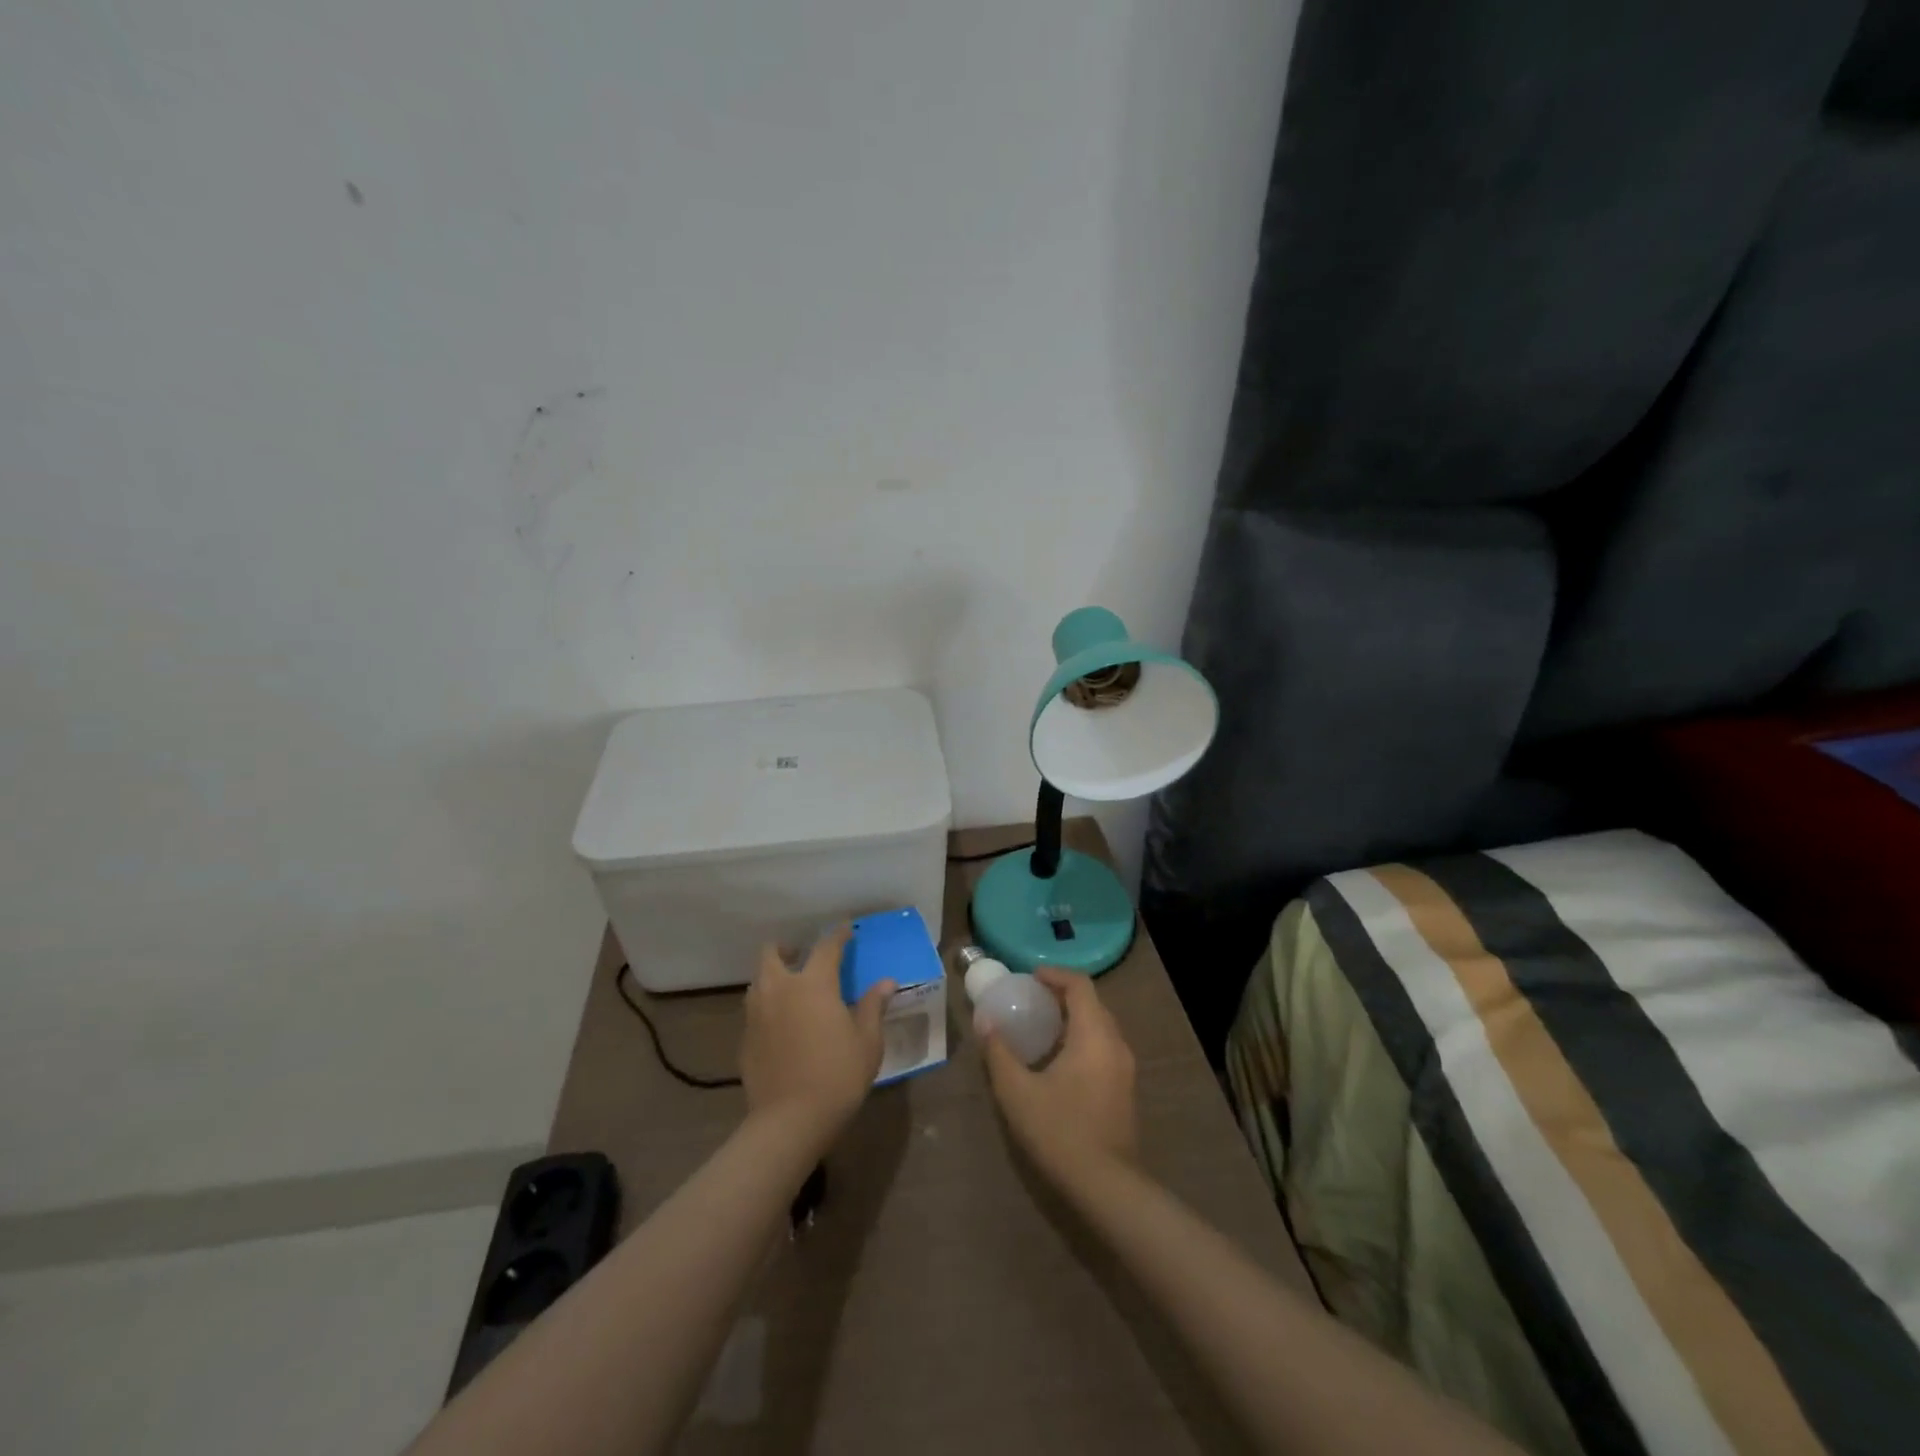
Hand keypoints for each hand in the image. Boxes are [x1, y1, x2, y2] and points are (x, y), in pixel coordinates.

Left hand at [739, 925, 894, 1146]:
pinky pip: (754, 1009)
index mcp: (813, 984)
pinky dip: (767, 1006)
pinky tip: (781, 1025)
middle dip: (786, 948)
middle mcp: (780, 989)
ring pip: (759, 980)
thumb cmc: (837, 1076)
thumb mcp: (867, 1042)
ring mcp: (757, 1014)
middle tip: (802, 955)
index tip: (846, 929)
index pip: (826, 947)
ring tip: (792, 989)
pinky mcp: (745, 1039)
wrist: (789, 1121)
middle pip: (772, 953)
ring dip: (773, 976)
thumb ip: (872, 1007)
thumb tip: (886, 983)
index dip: (838, 935)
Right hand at [983, 967, 1137, 1186]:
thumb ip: (998, 1052)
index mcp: (1094, 1034)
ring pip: (1099, 1027)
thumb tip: (984, 1020)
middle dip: (1061, 996)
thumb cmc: (1060, 1131)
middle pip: (1091, 1004)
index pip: (1080, 985)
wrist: (1107, 1186)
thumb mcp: (1017, 1091)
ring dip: (1072, 1019)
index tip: (1028, 978)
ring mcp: (1124, 1068)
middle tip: (1029, 1001)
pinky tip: (1057, 1061)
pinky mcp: (1125, 1090)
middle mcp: (1115, 1043)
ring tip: (1039, 1028)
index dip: (1054, 975)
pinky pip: (1103, 1048)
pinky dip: (1081, 1040)